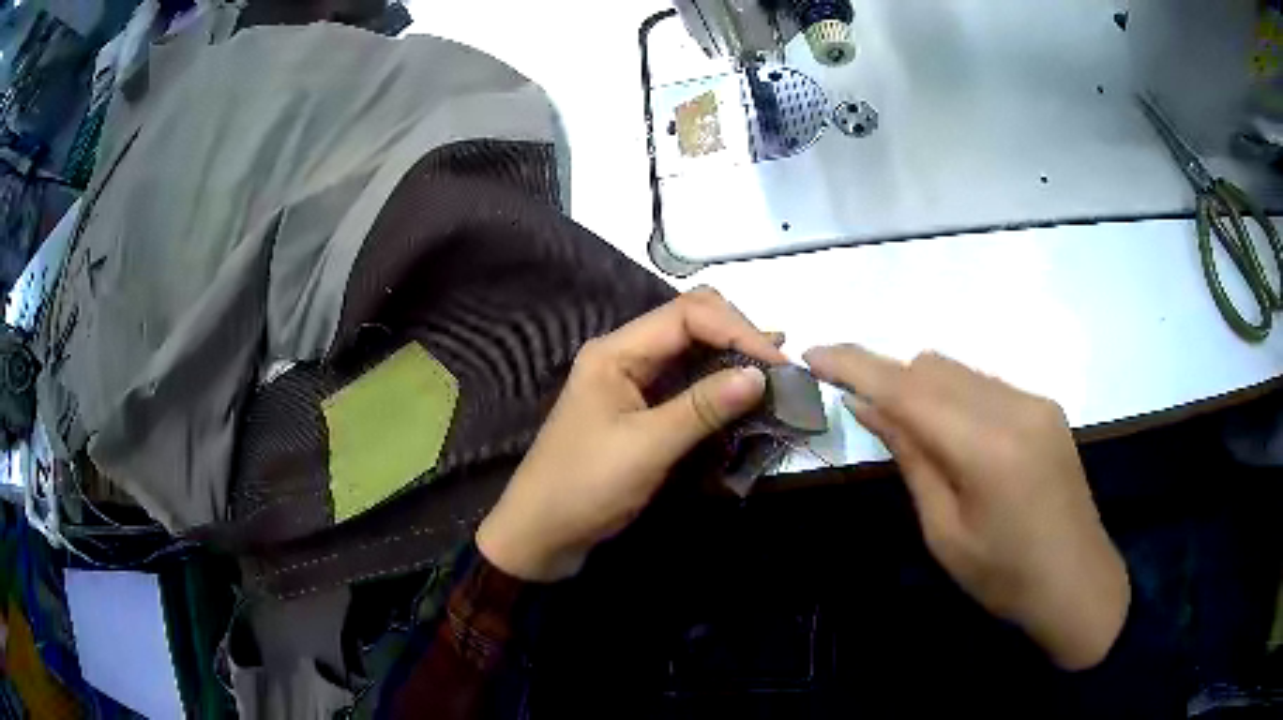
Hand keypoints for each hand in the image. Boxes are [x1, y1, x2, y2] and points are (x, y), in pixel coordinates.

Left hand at [476, 288, 786, 581]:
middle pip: (690, 324)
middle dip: (737, 337)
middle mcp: (625, 356)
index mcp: (616, 351)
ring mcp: (632, 383)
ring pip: (691, 353)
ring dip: (732, 360)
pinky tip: (745, 393)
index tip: (777, 364)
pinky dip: (718, 387)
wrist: (541, 534)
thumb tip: (760, 375)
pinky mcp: (640, 411)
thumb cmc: (585, 486)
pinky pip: (685, 385)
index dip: (737, 330)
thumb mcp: (647, 447)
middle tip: (780, 367)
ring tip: (777, 373)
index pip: (687, 314)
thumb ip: (703, 407)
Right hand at [804, 345, 1128, 670]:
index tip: (812, 352)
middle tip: (860, 412)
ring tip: (908, 432)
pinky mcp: (1044, 406)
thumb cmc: (1004, 577)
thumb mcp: (944, 531)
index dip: (856, 365)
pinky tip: (954, 437)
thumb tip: (868, 405)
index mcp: (987, 447)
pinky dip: (953, 397)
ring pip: (958, 370)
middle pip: (932, 367)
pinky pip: (984, 384)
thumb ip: (911, 458)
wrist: (1077, 582)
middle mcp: (1014, 406)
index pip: (908, 388)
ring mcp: (1034, 401)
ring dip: (921, 388)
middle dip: (887, 379)